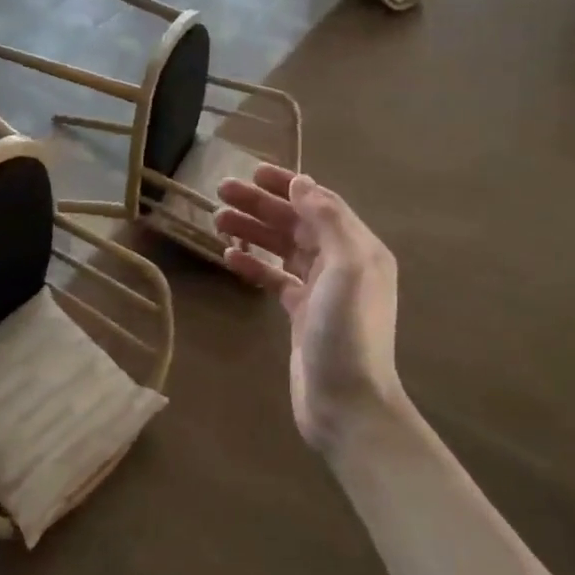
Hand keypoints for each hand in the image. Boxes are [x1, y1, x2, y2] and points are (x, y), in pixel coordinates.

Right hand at [214, 166, 403, 452]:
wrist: (346, 403)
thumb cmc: (347, 333)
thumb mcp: (346, 268)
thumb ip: (328, 221)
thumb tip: (302, 183)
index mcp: (358, 248)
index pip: (319, 204)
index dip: (287, 185)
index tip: (252, 172)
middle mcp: (342, 263)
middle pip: (296, 223)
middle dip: (261, 205)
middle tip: (221, 191)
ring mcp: (320, 290)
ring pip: (282, 248)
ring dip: (252, 231)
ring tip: (216, 219)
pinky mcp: (301, 314)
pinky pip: (275, 278)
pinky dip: (254, 265)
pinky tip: (229, 256)